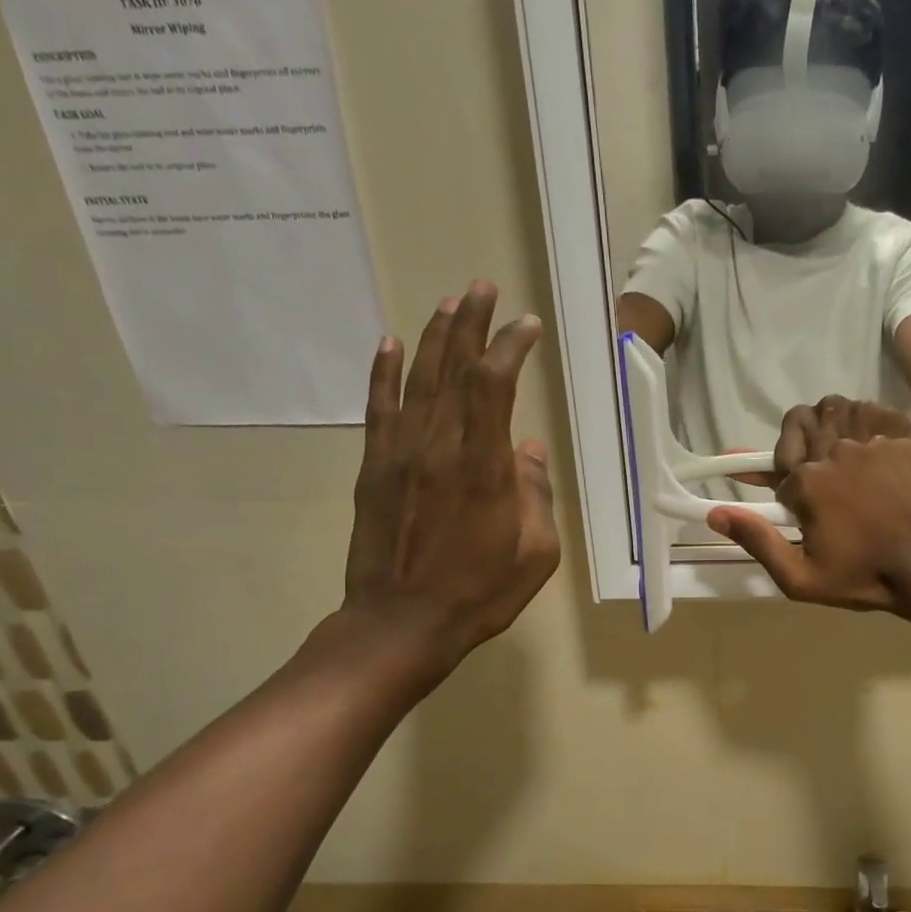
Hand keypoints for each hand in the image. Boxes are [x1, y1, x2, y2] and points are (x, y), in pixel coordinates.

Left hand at [338, 282, 560, 662]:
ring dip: (435, 337)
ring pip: (418, 380)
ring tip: (450, 303)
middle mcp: (440, 447)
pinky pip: (380, 408)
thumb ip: (536, 495)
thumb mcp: (535, 553)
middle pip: (454, 369)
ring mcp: (401, 454)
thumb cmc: (480, 593)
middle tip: (481, 288)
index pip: (495, 386)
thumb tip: (530, 451)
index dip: (510, 347)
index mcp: (484, 467)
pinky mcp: (374, 468)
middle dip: (471, 324)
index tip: (525, 326)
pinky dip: (384, 372)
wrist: (402, 623)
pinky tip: (390, 342)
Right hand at [708, 403, 910, 611]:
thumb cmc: (864, 578)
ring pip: (840, 425)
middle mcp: (837, 451)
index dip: (791, 503)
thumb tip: (715, 514)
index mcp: (808, 482)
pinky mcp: (905, 442)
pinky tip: (882, 472)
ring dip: (836, 444)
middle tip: (830, 499)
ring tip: (852, 479)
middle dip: (811, 467)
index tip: (807, 525)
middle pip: (808, 444)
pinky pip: (876, 426)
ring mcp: (874, 443)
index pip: (783, 478)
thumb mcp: (800, 578)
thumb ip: (757, 542)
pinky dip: (872, 442)